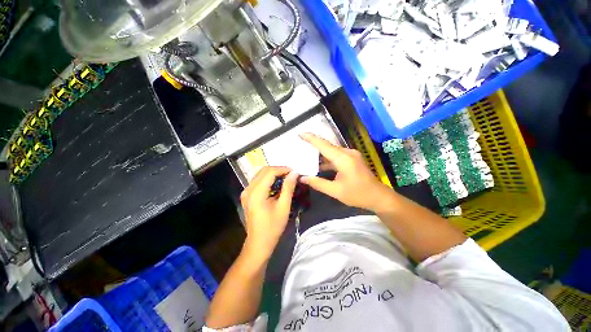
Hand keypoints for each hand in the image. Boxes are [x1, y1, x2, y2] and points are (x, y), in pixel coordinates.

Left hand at [240, 166, 297, 260]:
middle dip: (278, 170)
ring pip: (260, 175)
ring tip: (286, 178)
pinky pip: (258, 181)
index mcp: (256, 193)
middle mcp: (248, 189)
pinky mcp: (247, 196)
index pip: (270, 172)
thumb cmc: (273, 227)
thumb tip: (294, 173)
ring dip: (273, 174)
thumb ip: (288, 187)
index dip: (283, 169)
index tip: (294, 172)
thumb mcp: (283, 207)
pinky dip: (268, 180)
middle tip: (291, 174)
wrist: (259, 243)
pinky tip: (277, 184)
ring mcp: (246, 192)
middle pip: (264, 171)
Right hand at [300, 133, 392, 210]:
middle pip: (327, 146)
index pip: (324, 145)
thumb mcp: (335, 191)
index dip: (311, 138)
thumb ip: (318, 183)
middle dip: (313, 144)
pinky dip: (327, 159)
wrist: (378, 196)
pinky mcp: (352, 159)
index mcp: (344, 159)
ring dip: (320, 153)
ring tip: (306, 153)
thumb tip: (302, 178)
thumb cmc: (358, 194)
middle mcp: (348, 153)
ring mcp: (351, 155)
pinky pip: (336, 156)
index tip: (300, 133)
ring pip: (331, 151)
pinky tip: (319, 164)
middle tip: (300, 143)